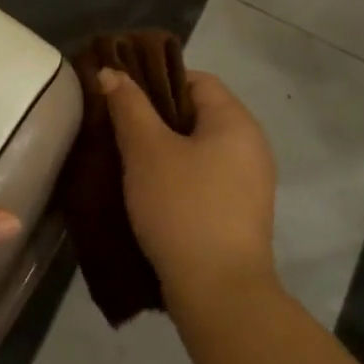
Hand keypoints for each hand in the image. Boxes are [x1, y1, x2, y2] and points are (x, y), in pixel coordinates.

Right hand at [98, 67, 278, 322]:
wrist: (219, 291)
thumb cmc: (182, 208)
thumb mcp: (147, 151)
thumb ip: (128, 106)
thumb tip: (111, 72)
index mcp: (236, 121)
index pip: (196, 80)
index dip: (157, 81)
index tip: (122, 98)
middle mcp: (252, 145)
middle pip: (198, 114)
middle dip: (156, 118)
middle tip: (117, 129)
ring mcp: (251, 182)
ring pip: (200, 149)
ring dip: (165, 151)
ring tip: (127, 162)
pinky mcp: (241, 213)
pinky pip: (206, 179)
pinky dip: (179, 178)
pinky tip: (150, 194)